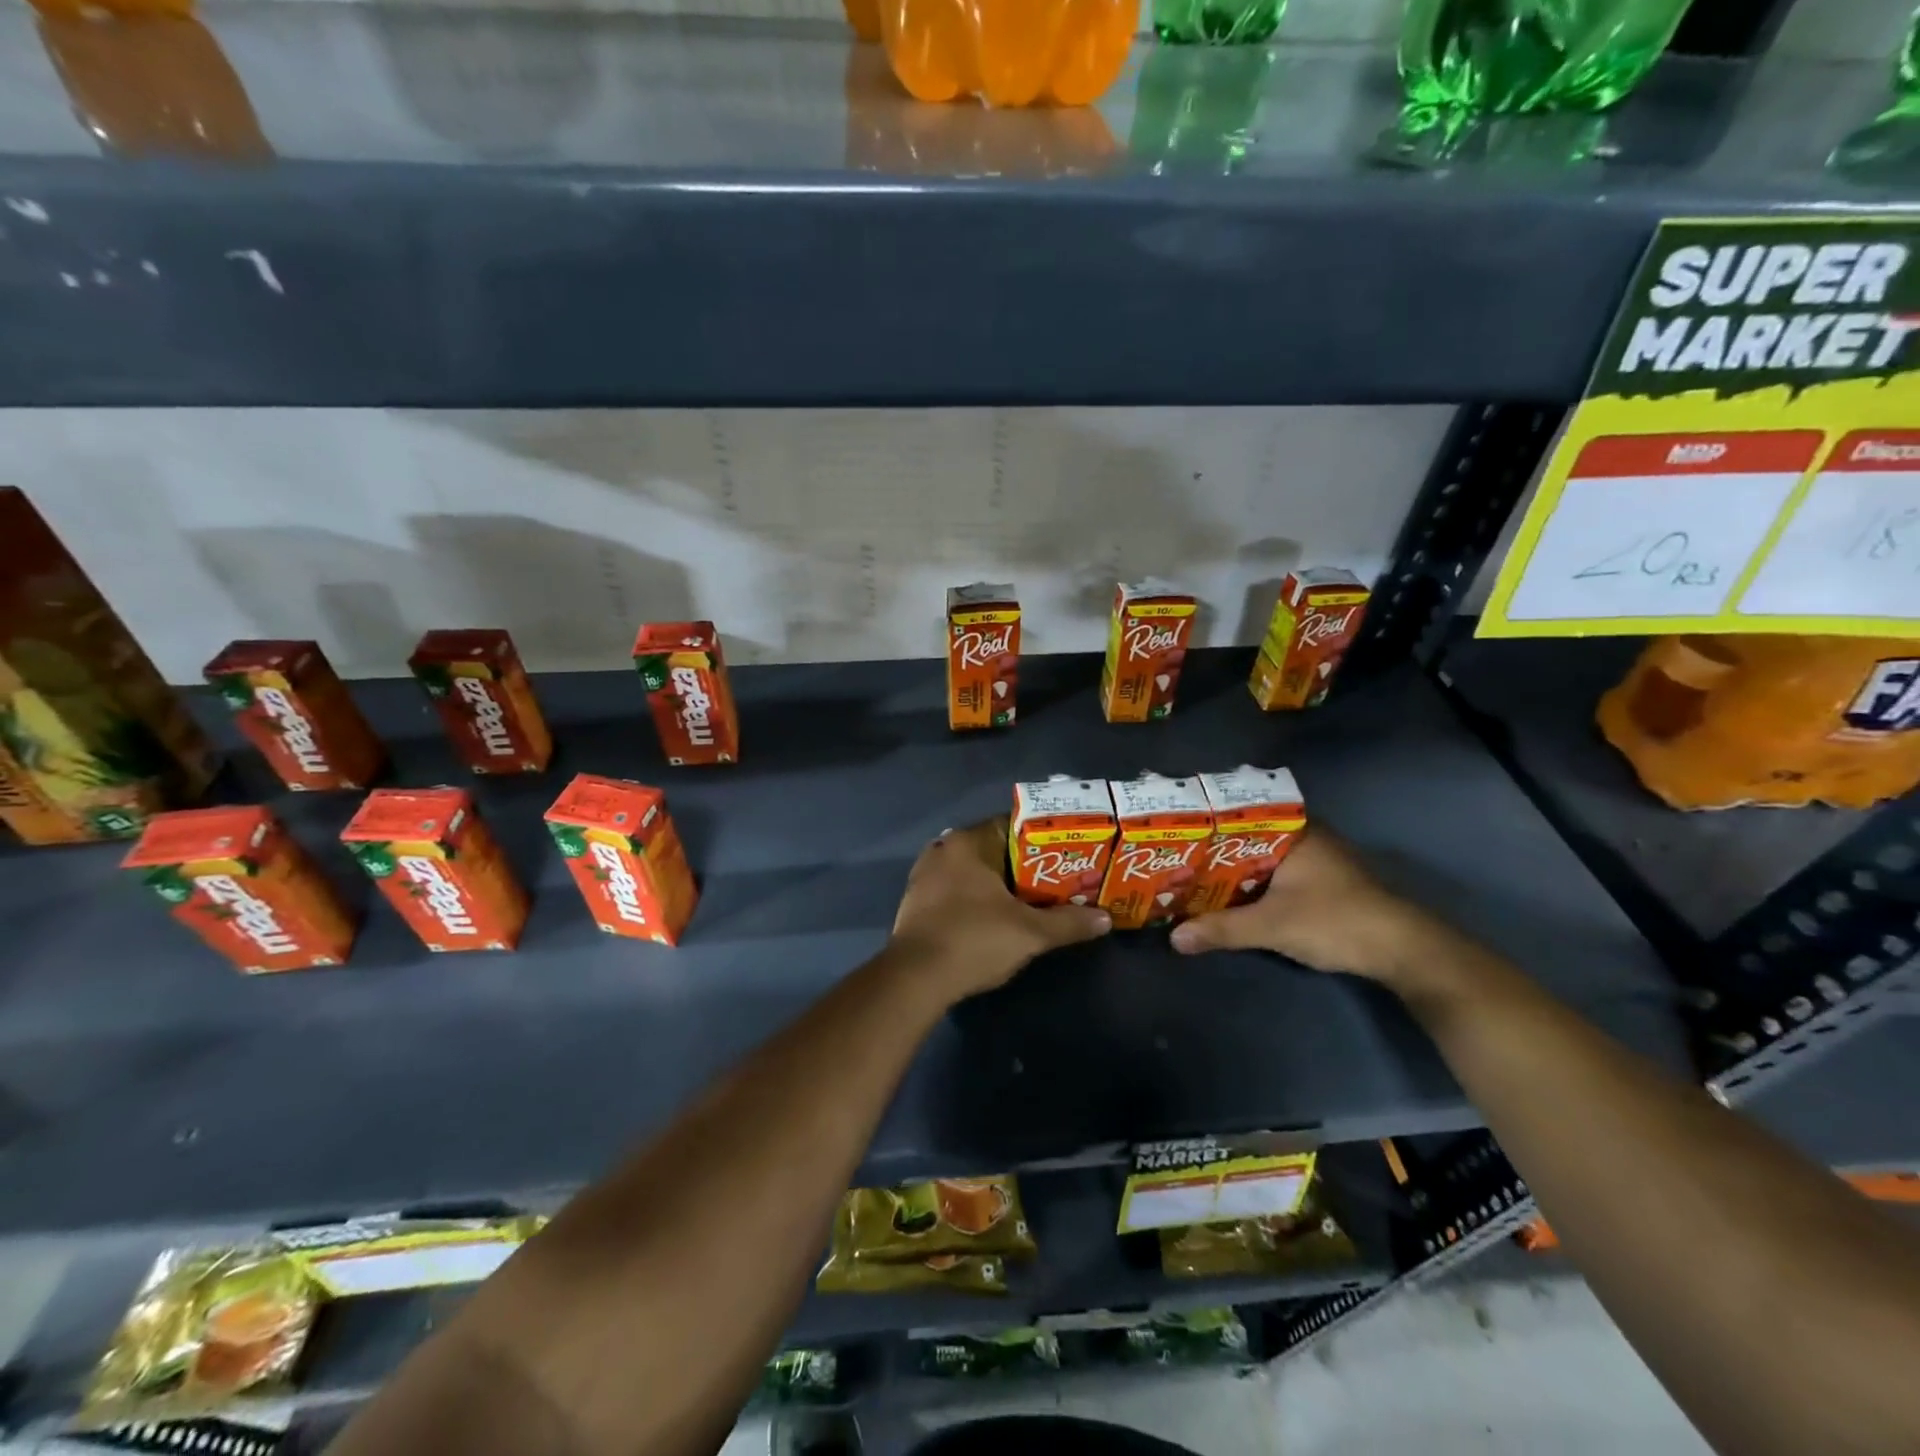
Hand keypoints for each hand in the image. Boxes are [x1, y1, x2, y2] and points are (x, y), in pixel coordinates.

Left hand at [890, 818, 1110, 1001]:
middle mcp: (942, 849)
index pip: (1012, 825)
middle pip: (992, 849)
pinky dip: (975, 899)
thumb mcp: (1030, 933)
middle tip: (1055, 880)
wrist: (915, 979)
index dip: (1042, 839)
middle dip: (1022, 865)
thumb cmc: (974, 940)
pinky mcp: (915, 902)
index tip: (1066, 855)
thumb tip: (1105, 919)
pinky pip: (954, 890)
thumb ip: (1068, 922)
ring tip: (1030, 901)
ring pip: (972, 871)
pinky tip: (994, 918)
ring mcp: (924, 875)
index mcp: (967, 842)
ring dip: (998, 884)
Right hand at [1169, 830, 1438, 984]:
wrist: (1402, 951)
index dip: (1207, 819)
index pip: (1241, 812)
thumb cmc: (1335, 921)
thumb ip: (1222, 929)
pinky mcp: (1321, 883)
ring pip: (1260, 856)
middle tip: (1172, 853)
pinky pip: (1274, 873)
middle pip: (1247, 836)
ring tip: (1188, 872)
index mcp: (1295, 830)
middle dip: (1212, 847)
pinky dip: (1250, 882)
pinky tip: (1226, 894)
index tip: (1174, 827)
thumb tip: (1174, 938)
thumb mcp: (1273, 925)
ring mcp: (1316, 860)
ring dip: (1231, 867)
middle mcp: (1305, 836)